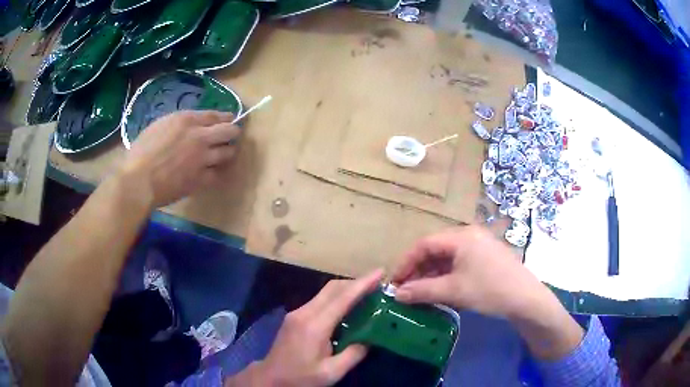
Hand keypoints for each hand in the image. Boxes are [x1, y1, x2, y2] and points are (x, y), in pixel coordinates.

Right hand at [119, 110, 240, 208]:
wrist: (139, 180)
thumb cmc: (141, 151)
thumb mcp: (159, 126)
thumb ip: (179, 124)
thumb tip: (192, 126)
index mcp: (187, 120)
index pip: (216, 115)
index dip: (226, 118)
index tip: (230, 120)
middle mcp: (199, 136)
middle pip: (229, 131)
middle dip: (232, 133)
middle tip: (228, 138)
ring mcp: (202, 158)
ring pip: (228, 153)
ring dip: (227, 153)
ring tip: (221, 155)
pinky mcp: (201, 179)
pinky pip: (217, 174)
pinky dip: (216, 173)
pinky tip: (211, 173)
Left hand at [230, 270, 383, 386]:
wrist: (271, 378)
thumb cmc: (301, 377)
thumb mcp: (331, 372)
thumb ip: (353, 354)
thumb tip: (372, 338)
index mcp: (314, 326)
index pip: (342, 298)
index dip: (363, 284)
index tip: (380, 272)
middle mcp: (304, 313)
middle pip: (332, 288)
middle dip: (356, 282)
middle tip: (378, 284)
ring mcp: (297, 313)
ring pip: (325, 292)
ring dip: (346, 289)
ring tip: (367, 294)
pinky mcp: (295, 316)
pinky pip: (319, 300)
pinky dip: (336, 298)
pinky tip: (347, 307)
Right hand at [392, 226, 583, 359]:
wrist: (525, 298)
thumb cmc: (489, 290)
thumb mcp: (453, 291)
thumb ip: (422, 291)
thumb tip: (396, 294)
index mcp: (461, 236)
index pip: (424, 244)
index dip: (406, 262)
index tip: (394, 282)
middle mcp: (469, 235)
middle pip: (435, 249)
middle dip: (418, 270)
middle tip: (406, 289)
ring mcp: (479, 245)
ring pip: (447, 257)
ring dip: (431, 274)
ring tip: (420, 293)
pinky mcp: (485, 257)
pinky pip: (459, 262)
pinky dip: (446, 275)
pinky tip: (440, 290)